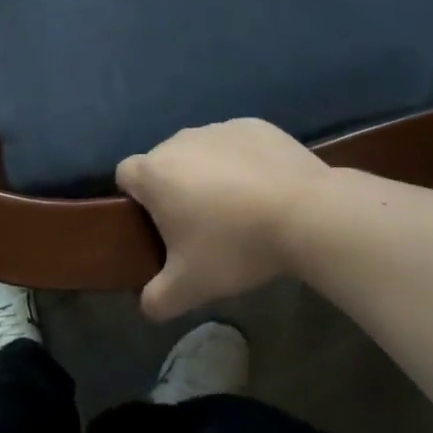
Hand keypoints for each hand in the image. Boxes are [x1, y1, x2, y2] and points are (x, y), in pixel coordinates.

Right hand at [116, 119, 330, 321]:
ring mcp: (219, 128)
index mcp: (155, 173)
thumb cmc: (235, 246)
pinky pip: (235, 144)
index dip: (136, 199)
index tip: (159, 225)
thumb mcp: (190, 287)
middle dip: (174, 188)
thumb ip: (157, 300)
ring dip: (208, 174)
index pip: (125, 175)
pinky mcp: (255, 125)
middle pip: (164, 163)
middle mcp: (179, 141)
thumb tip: (147, 307)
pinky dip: (241, 161)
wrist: (307, 214)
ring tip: (239, 208)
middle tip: (201, 226)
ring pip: (200, 152)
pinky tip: (265, 189)